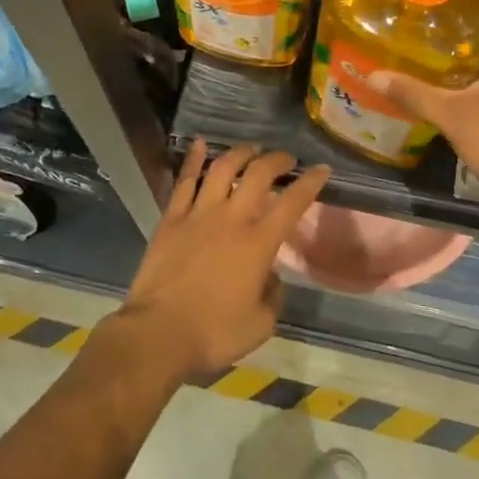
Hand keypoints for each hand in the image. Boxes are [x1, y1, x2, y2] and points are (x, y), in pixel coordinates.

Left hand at [114, 141, 329, 381]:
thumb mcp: (260, 325)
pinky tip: (200, 144)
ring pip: (222, 169)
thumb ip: (273, 296)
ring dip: (240, 153)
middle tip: (286, 158)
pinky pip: (185, 181)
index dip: (310, 183)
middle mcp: (231, 219)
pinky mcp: (171, 219)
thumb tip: (270, 276)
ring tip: (251, 149)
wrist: (157, 334)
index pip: (292, 203)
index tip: (321, 169)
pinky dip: (194, 160)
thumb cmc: (213, 333)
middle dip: (276, 160)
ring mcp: (198, 214)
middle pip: (258, 175)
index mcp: (258, 244)